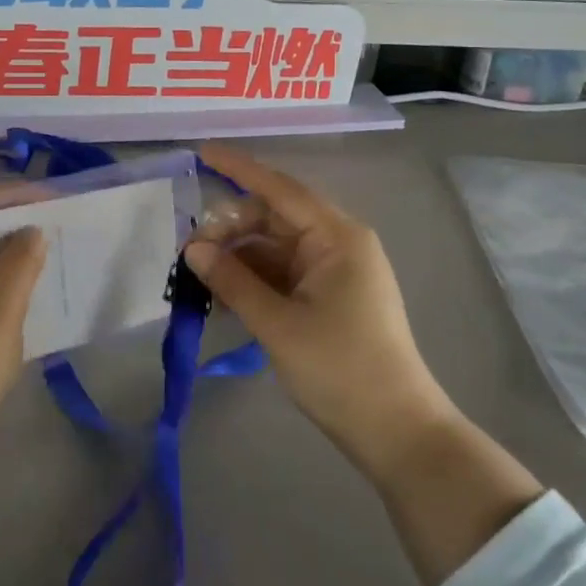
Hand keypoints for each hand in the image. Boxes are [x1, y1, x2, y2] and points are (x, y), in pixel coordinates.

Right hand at [185, 143, 456, 482]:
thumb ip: (232, 281)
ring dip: (238, 257)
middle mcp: (337, 243)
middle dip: (230, 228)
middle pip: (273, 218)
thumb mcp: (278, 324)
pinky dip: (253, 279)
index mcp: (336, 237)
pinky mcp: (328, 297)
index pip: (279, 188)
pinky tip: (222, 296)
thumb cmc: (341, 369)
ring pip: (274, 247)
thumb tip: (192, 248)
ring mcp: (333, 271)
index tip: (201, 153)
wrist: (396, 432)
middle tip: (189, 250)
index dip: (238, 169)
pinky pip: (282, 273)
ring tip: (197, 275)